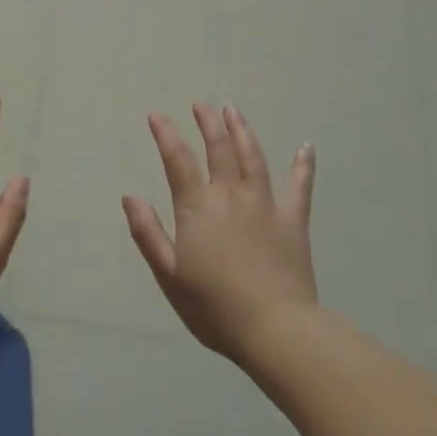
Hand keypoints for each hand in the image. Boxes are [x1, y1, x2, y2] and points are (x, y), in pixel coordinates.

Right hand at [123, 104, 318, 362]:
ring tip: (233, 110)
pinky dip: (303, 165)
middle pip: (218, 149)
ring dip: (242, 130)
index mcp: (198, 208)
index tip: (157, 115)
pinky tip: (306, 147)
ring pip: (252, 157)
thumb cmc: (214, 307)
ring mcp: (265, 204)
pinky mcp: (293, 220)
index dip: (166, 135)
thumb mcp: (169, 275)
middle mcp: (230, 195)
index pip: (178, 160)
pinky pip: (300, 186)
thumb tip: (130, 196)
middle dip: (207, 123)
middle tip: (201, 105)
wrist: (276, 330)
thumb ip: (148, 233)